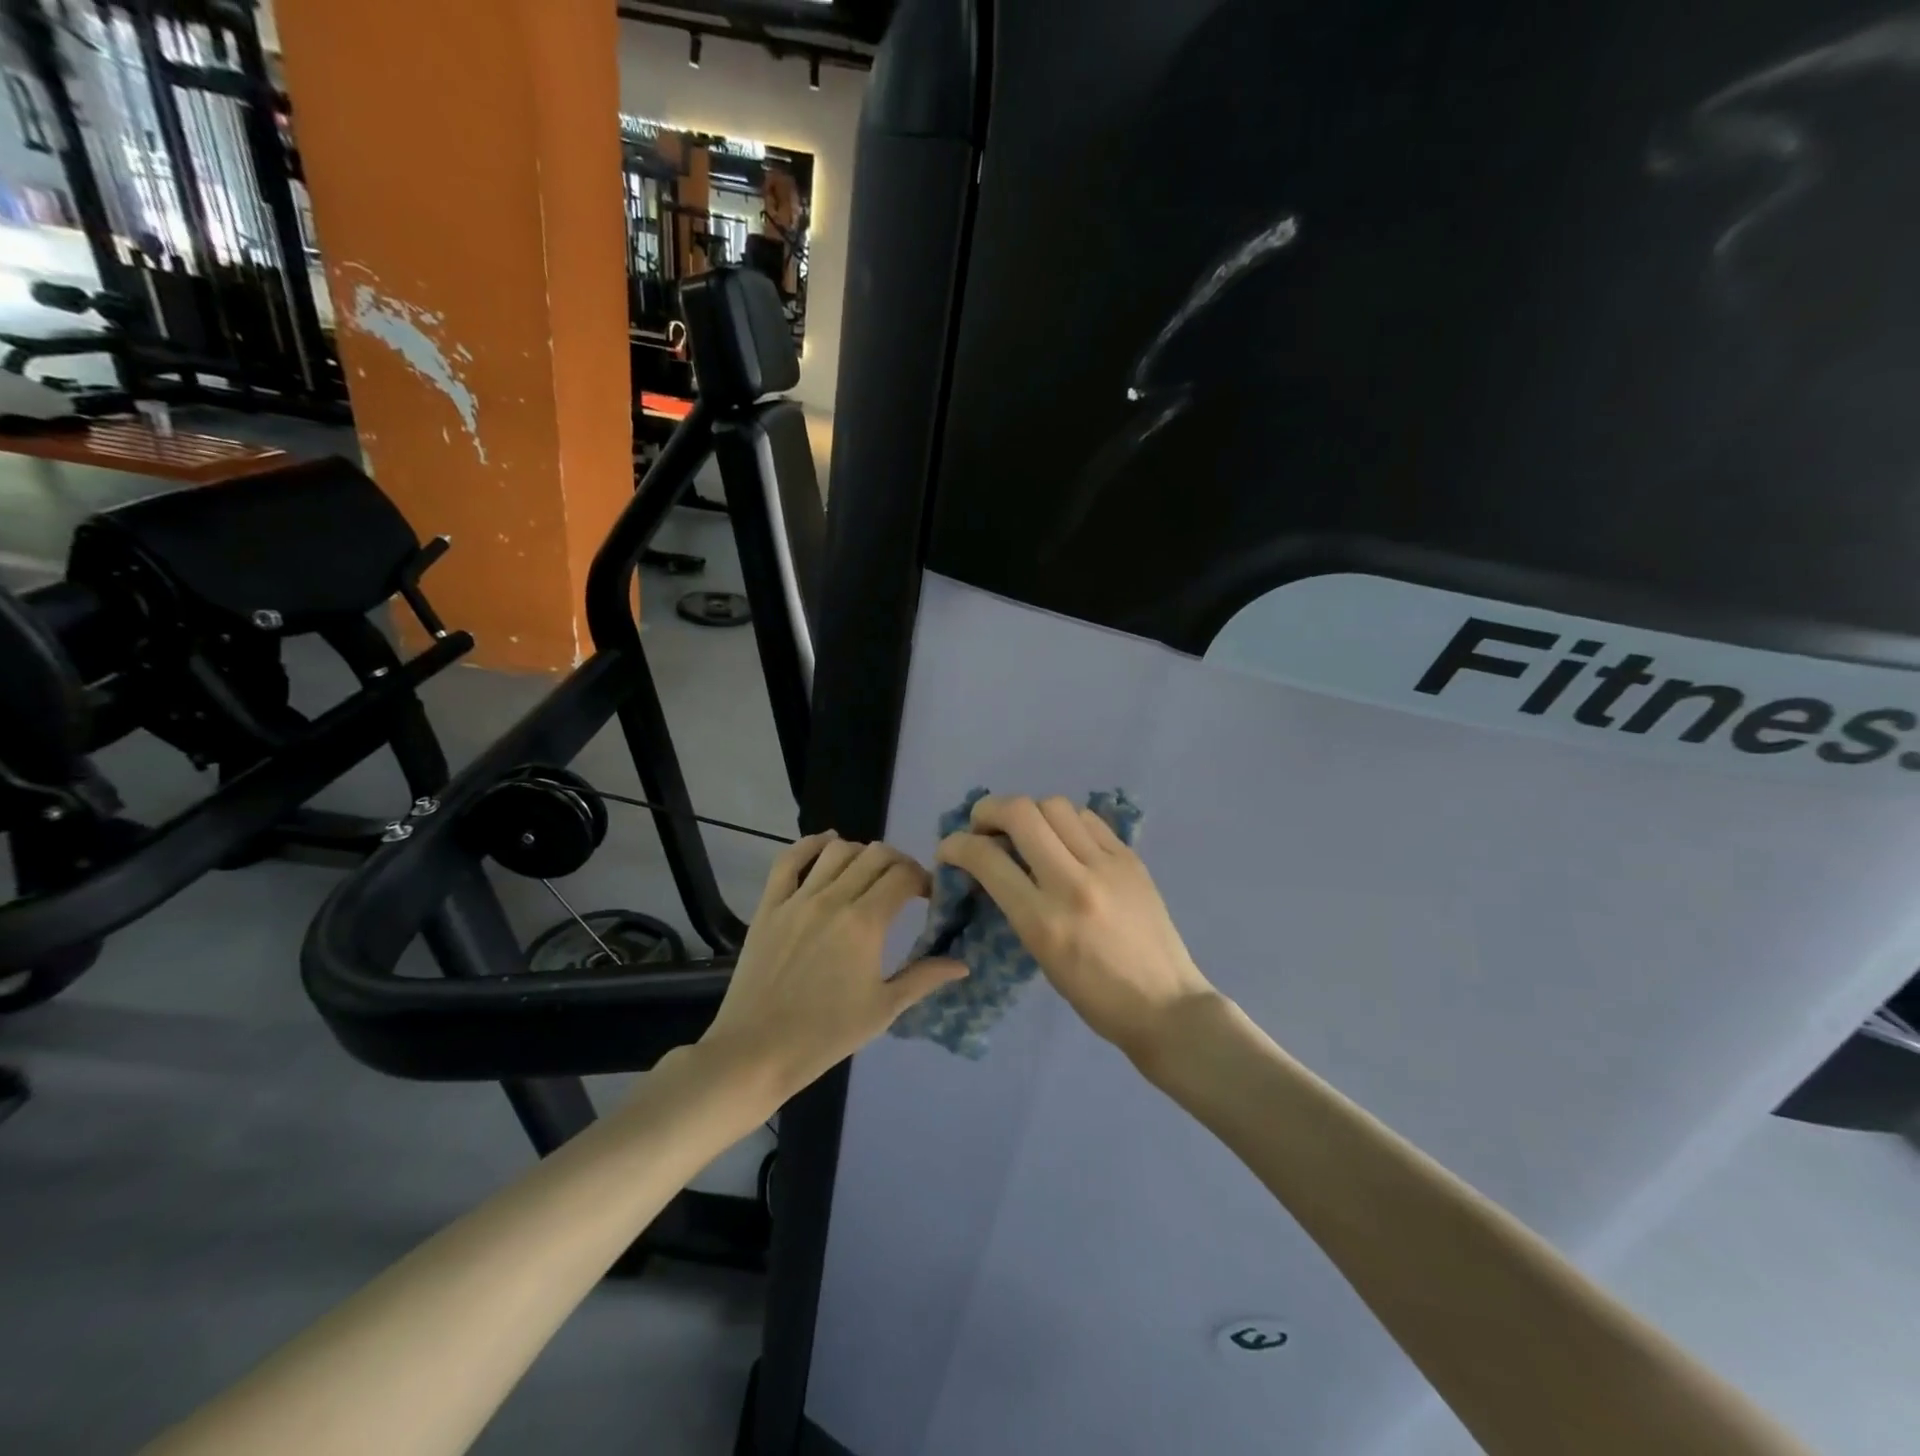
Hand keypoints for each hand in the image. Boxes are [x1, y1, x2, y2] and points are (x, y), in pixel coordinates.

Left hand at [698, 832, 965, 1103]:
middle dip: (899, 864)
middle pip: (876, 855)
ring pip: (837, 850)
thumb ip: (924, 978)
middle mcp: (833, 899)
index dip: (924, 879)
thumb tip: (962, 964)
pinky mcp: (769, 904)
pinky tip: (827, 843)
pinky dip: (811, 844)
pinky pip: (789, 859)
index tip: (929, 897)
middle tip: (904, 886)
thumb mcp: (883, 1010)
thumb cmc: (825, 1035)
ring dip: (861, 854)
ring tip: (868, 874)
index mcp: (865, 923)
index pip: (904, 876)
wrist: (756, 1051)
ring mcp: (798, 898)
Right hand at [936, 795, 1218, 1065]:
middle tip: (983, 826)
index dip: (956, 845)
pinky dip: (1066, 821)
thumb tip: (994, 864)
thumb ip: (1016, 905)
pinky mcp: (1131, 858)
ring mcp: (1107, 865)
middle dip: (989, 810)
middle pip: (1021, 812)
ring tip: (1027, 832)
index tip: (950, 848)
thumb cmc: (1094, 996)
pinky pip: (1089, 819)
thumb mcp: (1040, 955)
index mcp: (1043, 921)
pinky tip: (1065, 840)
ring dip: (1030, 812)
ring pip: (1055, 805)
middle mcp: (1073, 883)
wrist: (1165, 1005)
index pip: (987, 859)